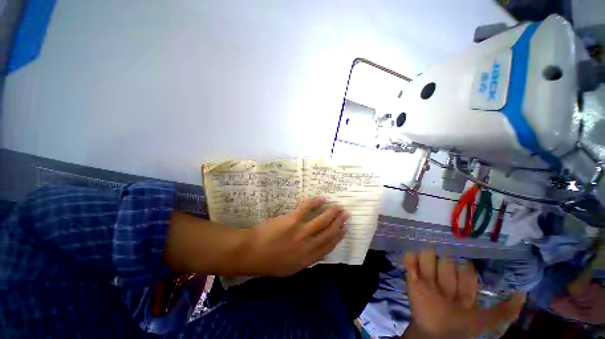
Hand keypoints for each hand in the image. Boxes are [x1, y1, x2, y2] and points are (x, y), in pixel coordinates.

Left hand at [243, 197, 348, 275]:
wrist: (251, 252)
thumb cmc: (269, 262)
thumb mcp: (290, 268)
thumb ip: (306, 260)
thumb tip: (317, 249)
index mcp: (308, 259)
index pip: (328, 246)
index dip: (338, 237)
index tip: (344, 229)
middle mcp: (308, 245)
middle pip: (329, 232)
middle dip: (339, 223)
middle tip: (345, 214)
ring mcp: (301, 231)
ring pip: (322, 220)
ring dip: (332, 213)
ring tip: (338, 207)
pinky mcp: (293, 219)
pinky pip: (307, 208)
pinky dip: (316, 202)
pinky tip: (322, 199)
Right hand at [402, 249, 525, 338]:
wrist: (432, 337)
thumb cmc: (460, 330)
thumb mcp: (485, 322)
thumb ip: (503, 311)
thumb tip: (522, 292)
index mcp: (463, 290)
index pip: (466, 271)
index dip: (466, 268)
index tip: (465, 263)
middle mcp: (446, 282)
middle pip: (446, 262)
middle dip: (446, 262)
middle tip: (445, 264)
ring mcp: (428, 280)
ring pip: (428, 259)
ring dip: (427, 256)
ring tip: (428, 257)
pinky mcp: (412, 280)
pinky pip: (409, 264)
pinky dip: (409, 258)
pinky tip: (412, 256)